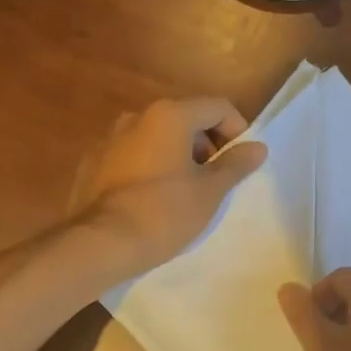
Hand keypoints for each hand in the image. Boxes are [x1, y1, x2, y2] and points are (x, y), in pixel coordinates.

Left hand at [73, 97, 267, 277]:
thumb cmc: (165, 213)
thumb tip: (258, 147)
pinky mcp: (93, 162)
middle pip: (186, 118)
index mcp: (170, 115)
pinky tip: (152, 199)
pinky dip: (149, 167)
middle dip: (207, 144)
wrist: (101, 243)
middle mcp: (137, 116)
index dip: (237, 131)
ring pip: (157, 137)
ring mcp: (110, 138)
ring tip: (184, 192)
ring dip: (177, 156)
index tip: (240, 163)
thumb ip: (235, 164)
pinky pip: (133, 155)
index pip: (217, 107)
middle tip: (215, 180)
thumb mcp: (210, 191)